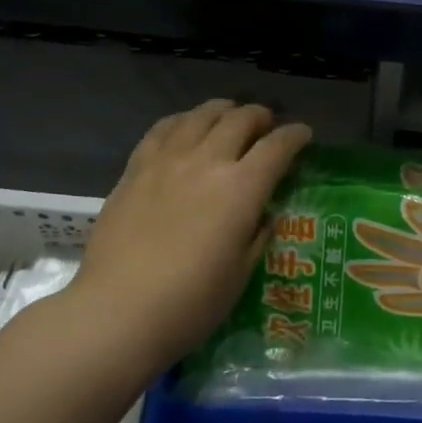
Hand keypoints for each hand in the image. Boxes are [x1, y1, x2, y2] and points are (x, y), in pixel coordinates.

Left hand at [71, 100, 311, 365]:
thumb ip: (257, 236)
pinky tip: (185, 127)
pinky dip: (183, 120)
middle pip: (240, 120)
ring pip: (201, 115)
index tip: (303, 135)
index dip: (295, 136)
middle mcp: (207, 162)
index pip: (277, 146)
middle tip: (267, 125)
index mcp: (241, 188)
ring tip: (229, 117)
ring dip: (223, 111)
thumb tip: (264, 215)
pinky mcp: (136, 168)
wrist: (118, 311)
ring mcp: (167, 160)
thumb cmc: (190, 303)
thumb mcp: (241, 274)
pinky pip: (163, 128)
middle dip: (261, 117)